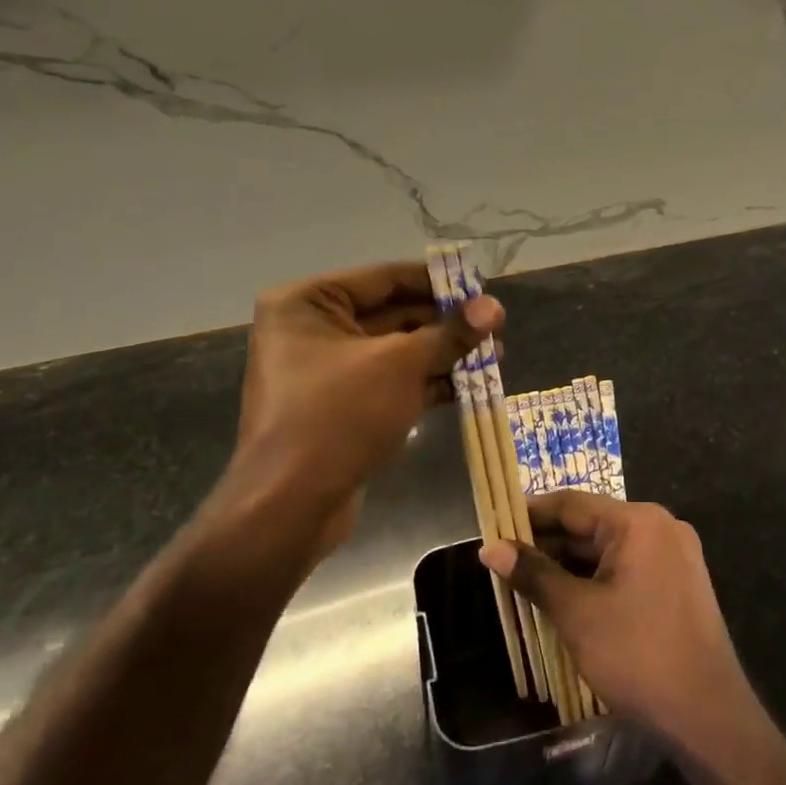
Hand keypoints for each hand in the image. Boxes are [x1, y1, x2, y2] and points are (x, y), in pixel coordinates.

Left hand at [206, 261, 500, 568]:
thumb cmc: (339, 415)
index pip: (385, 278)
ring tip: (496, 356)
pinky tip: (470, 387)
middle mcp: (310, 329)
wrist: (290, 506)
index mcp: (308, 302)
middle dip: (446, 323)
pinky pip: (389, 382)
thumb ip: (449, 333)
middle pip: (392, 313)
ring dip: (443, 354)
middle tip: (495, 327)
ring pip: (395, 351)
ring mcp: (324, 371)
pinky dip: (426, 382)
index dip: (438, 282)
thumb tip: (495, 306)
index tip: (482, 287)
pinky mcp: (339, 407)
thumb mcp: (401, 365)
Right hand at [480, 491, 760, 760]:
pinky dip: (593, 580)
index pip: (571, 504)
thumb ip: (534, 574)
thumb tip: (490, 547)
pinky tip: (562, 600)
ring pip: (606, 550)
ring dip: (567, 566)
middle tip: (501, 562)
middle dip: (545, 545)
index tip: (492, 528)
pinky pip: (625, 569)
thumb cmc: (638, 655)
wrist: (708, 716)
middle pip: (589, 526)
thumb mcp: (577, 613)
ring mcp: (672, 556)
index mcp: (639, 521)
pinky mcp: (676, 584)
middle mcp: (659, 527)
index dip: (528, 515)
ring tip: (522, 583)